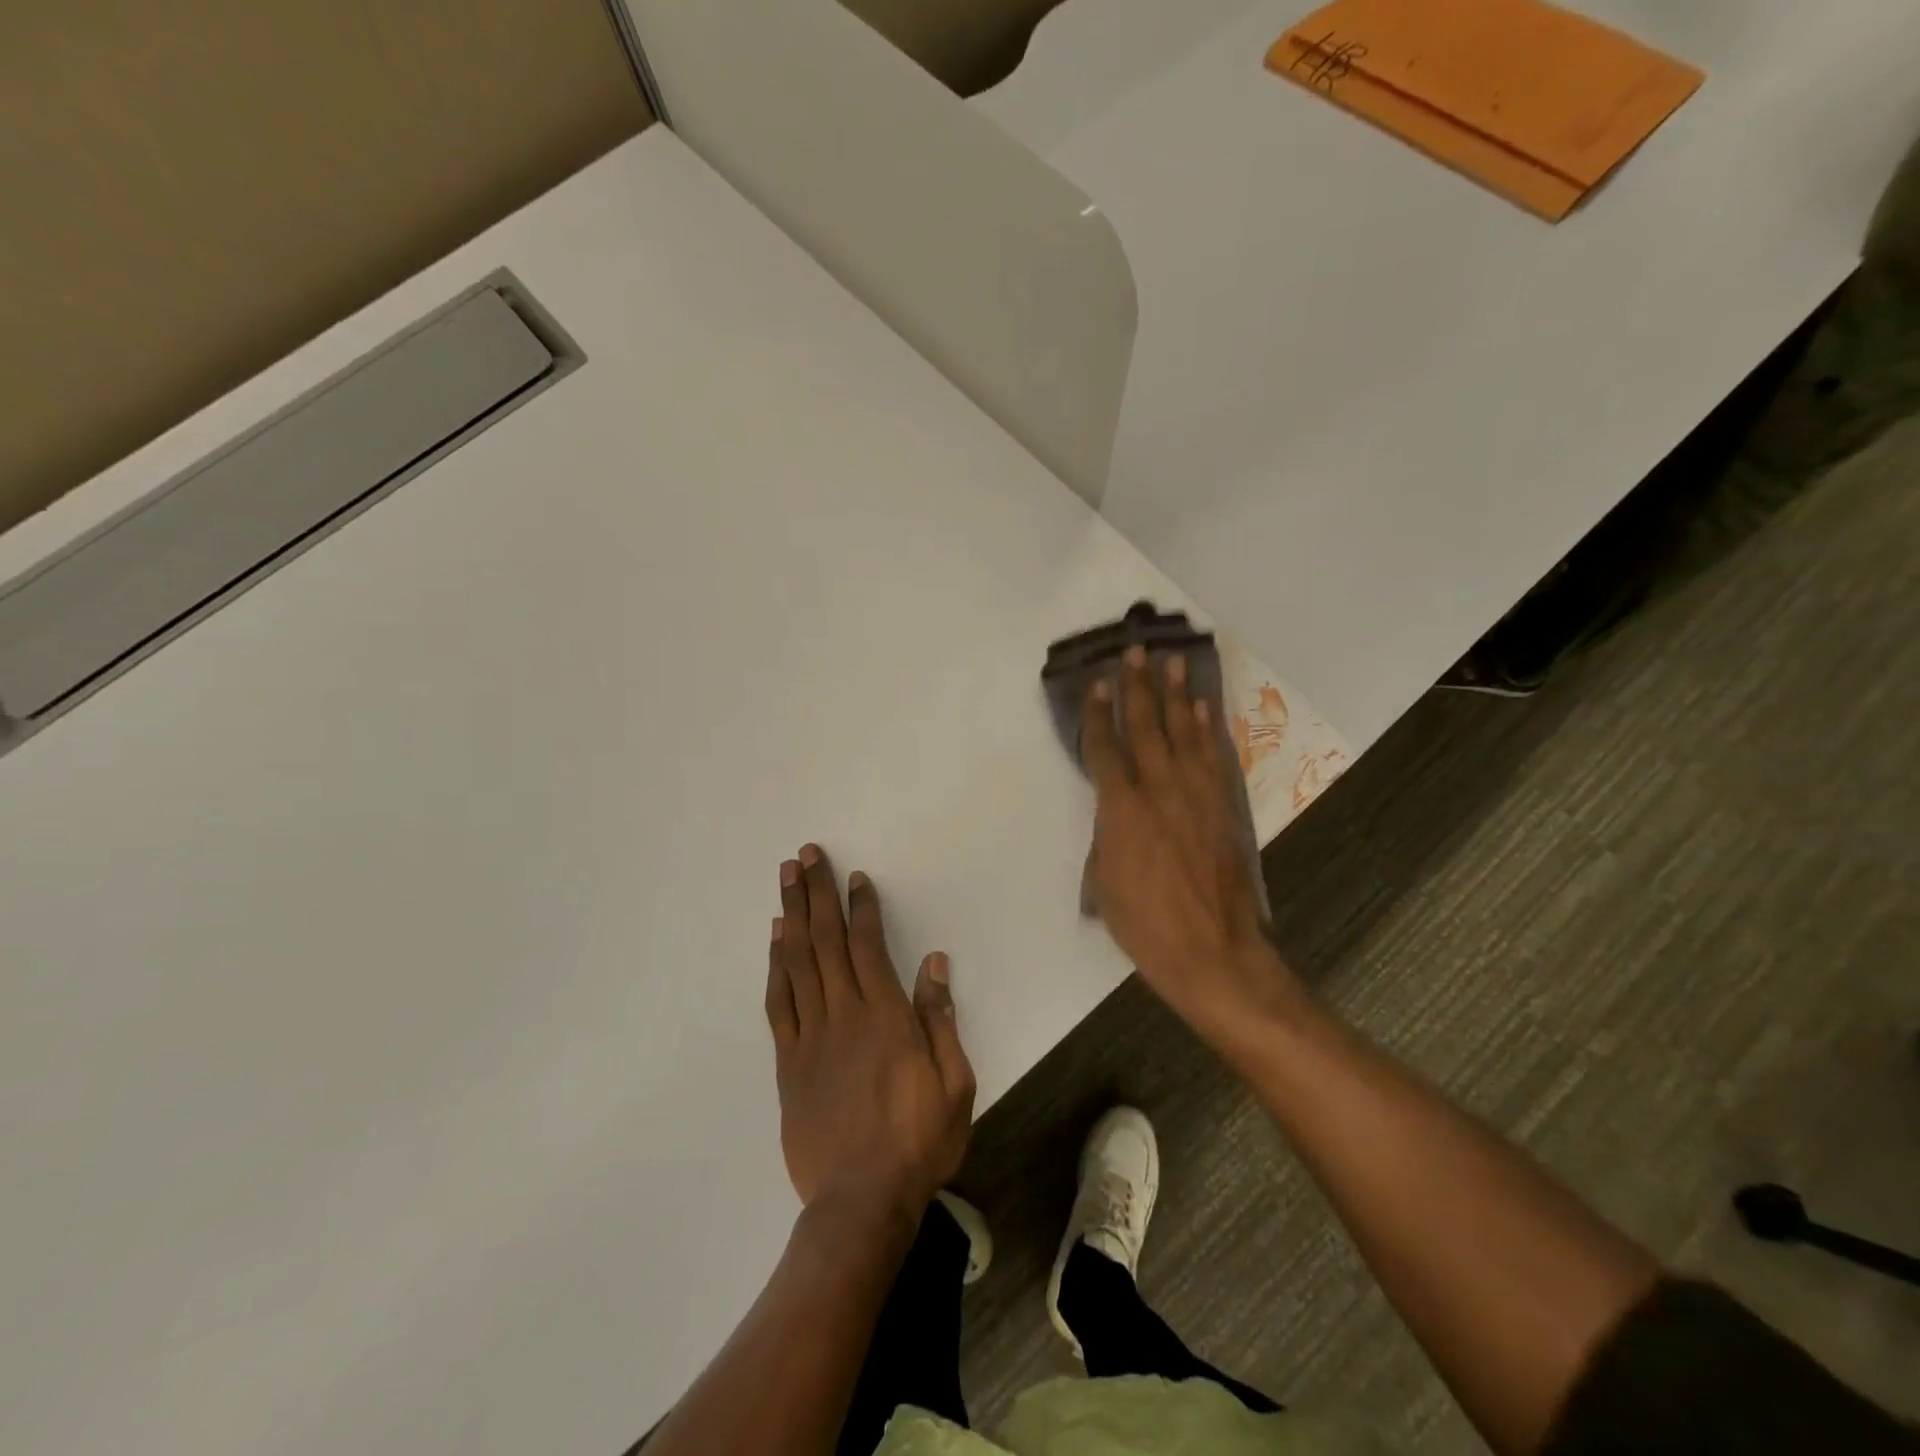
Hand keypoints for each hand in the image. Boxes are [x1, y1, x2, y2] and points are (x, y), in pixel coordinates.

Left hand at [765, 845, 975, 1223]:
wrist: (860, 1201)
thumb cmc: (918, 1140)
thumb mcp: (954, 1082)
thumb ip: (941, 1019)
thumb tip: (934, 963)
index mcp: (886, 1016)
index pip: (869, 945)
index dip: (861, 907)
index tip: (854, 877)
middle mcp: (844, 1014)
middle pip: (826, 941)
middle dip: (816, 893)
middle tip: (806, 855)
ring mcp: (811, 1036)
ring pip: (798, 962)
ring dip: (792, 915)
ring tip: (786, 879)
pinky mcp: (789, 1062)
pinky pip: (779, 1002)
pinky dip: (776, 965)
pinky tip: (776, 940)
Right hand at [1081, 647, 1304, 1042]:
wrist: (1213, 952)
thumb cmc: (1146, 925)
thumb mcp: (1104, 883)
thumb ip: (1106, 836)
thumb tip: (1114, 814)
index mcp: (1121, 810)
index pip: (1105, 750)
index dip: (1097, 715)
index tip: (1096, 683)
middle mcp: (1159, 791)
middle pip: (1146, 728)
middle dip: (1139, 688)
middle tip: (1136, 652)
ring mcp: (1197, 796)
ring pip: (1184, 734)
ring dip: (1178, 696)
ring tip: (1174, 664)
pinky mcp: (1223, 807)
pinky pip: (1213, 757)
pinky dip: (1207, 729)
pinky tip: (1203, 710)